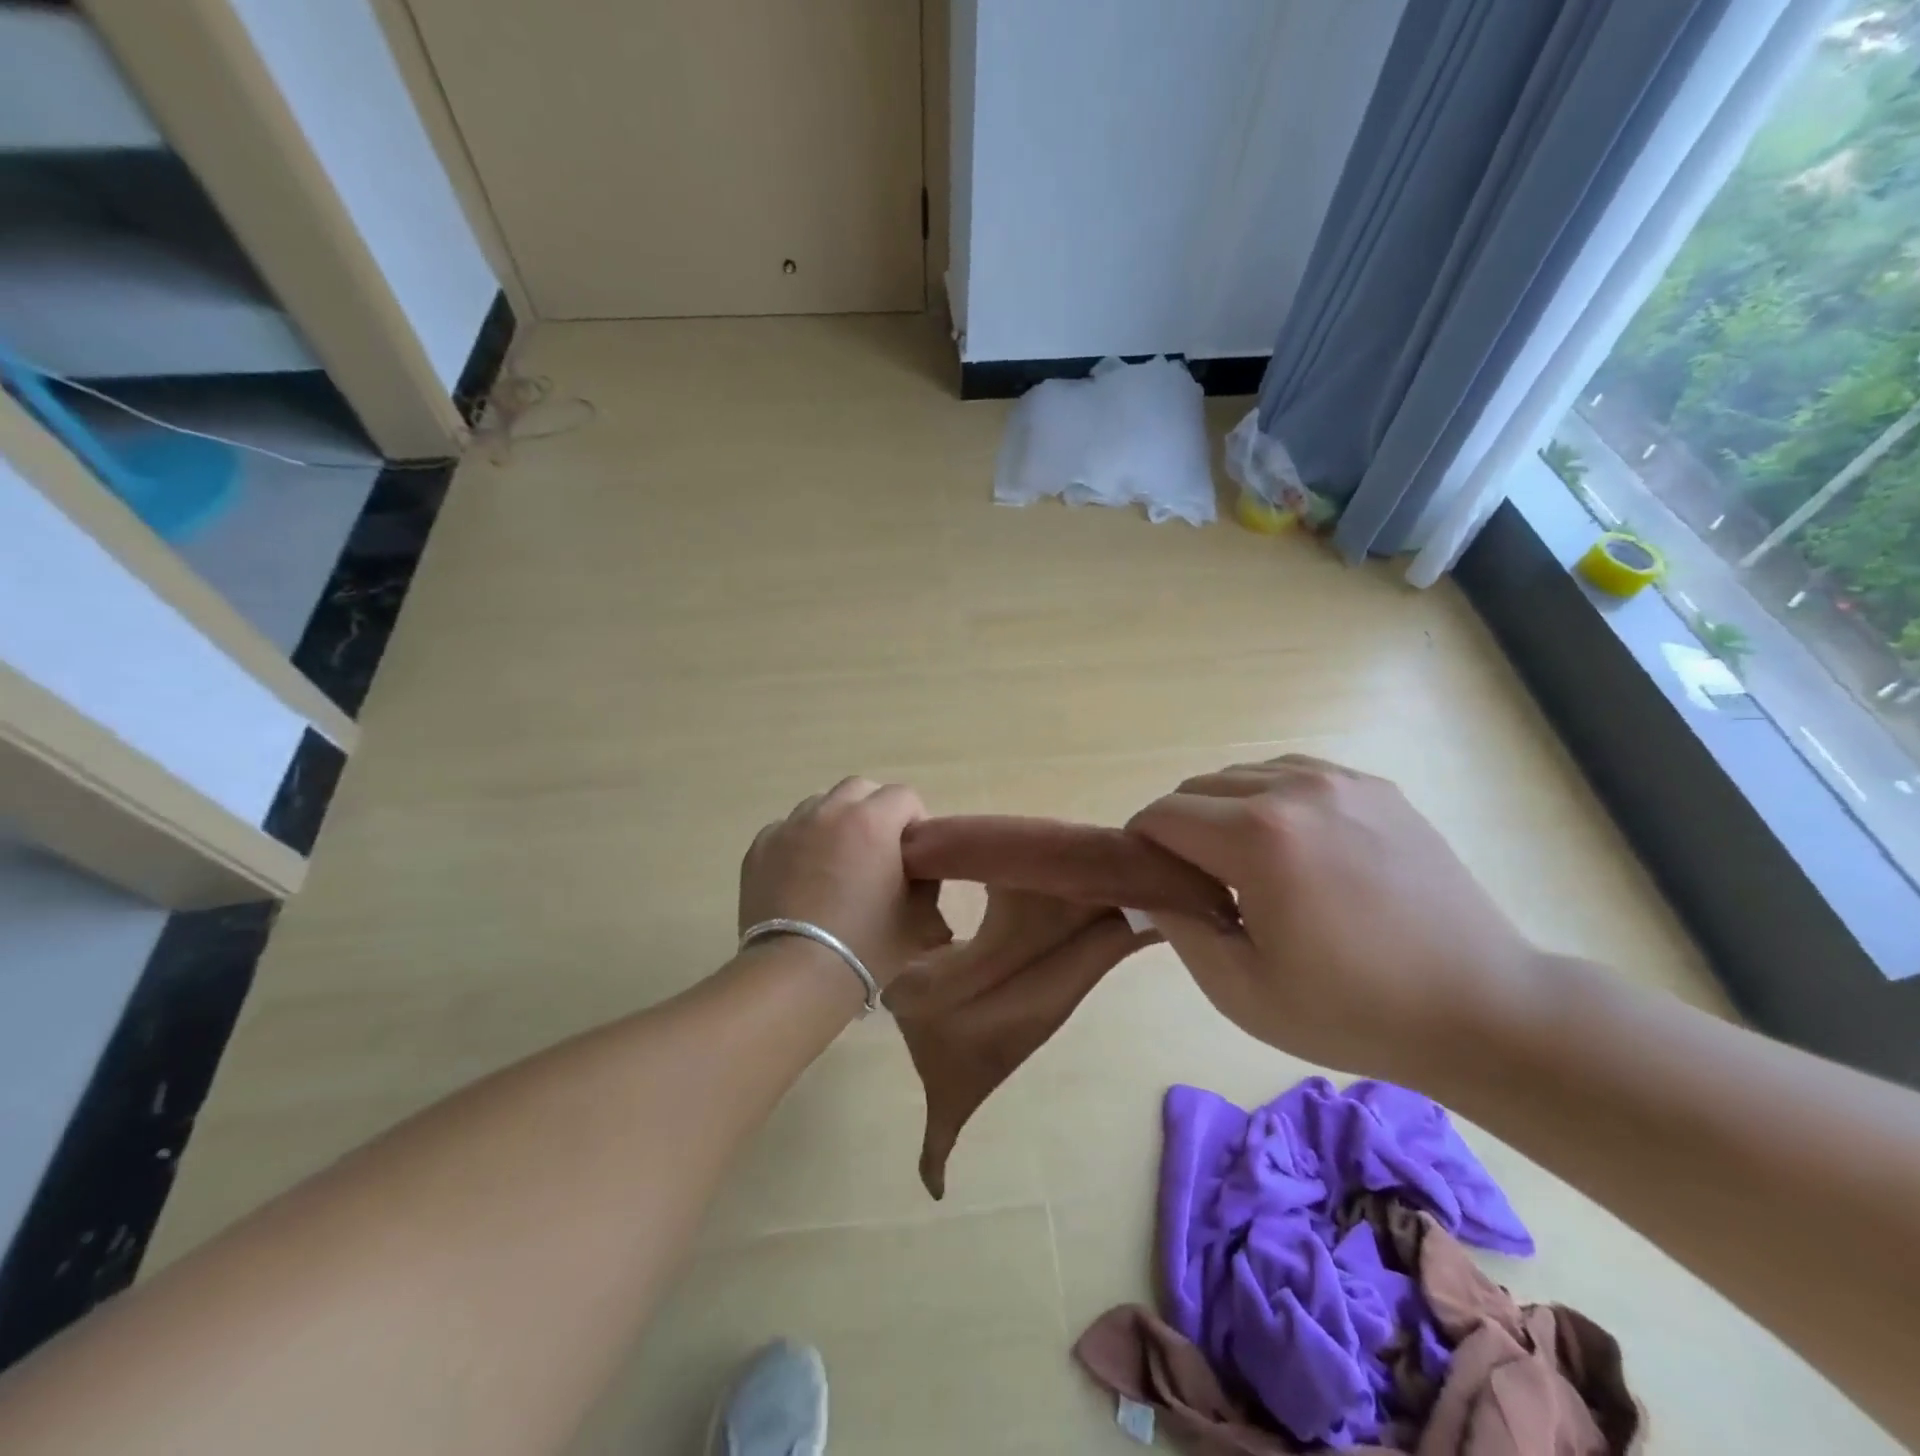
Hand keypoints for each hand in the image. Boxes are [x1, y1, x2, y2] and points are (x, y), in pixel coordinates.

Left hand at [739, 778, 946, 985]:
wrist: (797, 975)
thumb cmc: (867, 946)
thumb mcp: (920, 917)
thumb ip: (927, 879)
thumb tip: (918, 866)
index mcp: (873, 821)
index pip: (904, 796)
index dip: (914, 822)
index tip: (913, 854)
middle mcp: (830, 811)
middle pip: (860, 789)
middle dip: (875, 811)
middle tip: (877, 851)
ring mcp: (790, 827)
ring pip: (821, 804)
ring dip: (836, 822)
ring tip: (837, 861)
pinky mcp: (760, 847)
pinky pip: (788, 829)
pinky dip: (801, 842)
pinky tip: (804, 876)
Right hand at [1127, 756, 1545, 1081]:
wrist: (1482, 1008)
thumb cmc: (1352, 1010)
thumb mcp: (1241, 990)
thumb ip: (1178, 928)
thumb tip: (1150, 889)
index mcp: (1258, 837)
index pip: (1161, 815)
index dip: (1141, 847)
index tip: (1153, 884)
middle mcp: (1294, 789)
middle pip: (1197, 788)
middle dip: (1179, 829)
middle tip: (1200, 884)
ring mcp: (1340, 780)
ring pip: (1242, 775)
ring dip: (1223, 811)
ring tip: (1249, 865)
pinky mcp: (1374, 787)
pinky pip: (1292, 774)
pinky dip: (1270, 799)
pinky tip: (1293, 846)